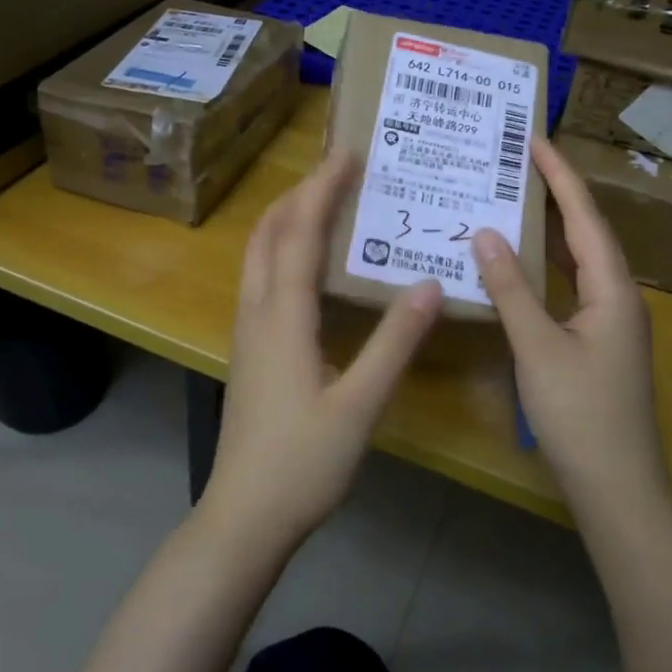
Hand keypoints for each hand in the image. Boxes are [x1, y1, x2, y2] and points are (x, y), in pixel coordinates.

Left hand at [203, 150, 442, 549]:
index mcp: (283, 316)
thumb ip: (395, 343)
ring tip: (324, 202)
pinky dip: (282, 248)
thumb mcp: (360, 404)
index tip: (346, 154)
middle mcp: (257, 311)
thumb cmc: (303, 462)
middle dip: (300, 193)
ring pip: (258, 254)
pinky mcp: (249, 349)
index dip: (322, 189)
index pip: (300, 233)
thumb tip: (428, 284)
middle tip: (338, 171)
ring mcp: (247, 331)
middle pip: (268, 232)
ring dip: (286, 218)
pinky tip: (308, 263)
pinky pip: (260, 277)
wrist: (244, 516)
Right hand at [472, 135, 669, 510]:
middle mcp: (617, 296)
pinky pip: (571, 286)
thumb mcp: (538, 347)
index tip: (534, 138)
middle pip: (586, 232)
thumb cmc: (581, 415)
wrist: (618, 489)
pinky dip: (547, 265)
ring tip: (516, 196)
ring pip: (579, 260)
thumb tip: (486, 233)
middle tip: (518, 159)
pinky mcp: (597, 342)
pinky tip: (521, 263)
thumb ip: (511, 289)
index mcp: (612, 289)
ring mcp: (610, 321)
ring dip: (552, 227)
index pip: (585, 217)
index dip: (560, 175)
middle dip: (557, 192)